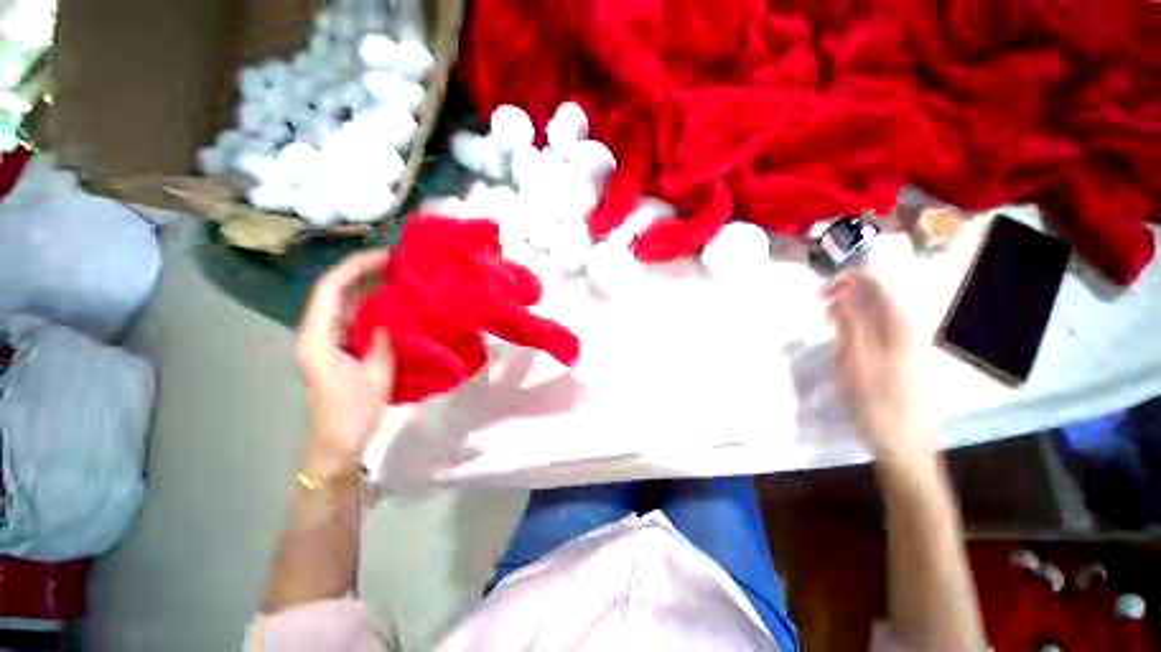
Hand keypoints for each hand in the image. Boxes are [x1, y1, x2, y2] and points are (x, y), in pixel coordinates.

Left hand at [295, 250, 394, 480]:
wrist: (337, 445)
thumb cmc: (352, 415)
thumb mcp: (376, 378)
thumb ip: (384, 343)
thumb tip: (395, 314)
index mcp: (317, 339)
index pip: (330, 289)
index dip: (355, 266)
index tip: (386, 256)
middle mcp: (316, 333)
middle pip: (334, 291)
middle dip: (363, 270)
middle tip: (399, 261)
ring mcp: (326, 340)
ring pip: (344, 302)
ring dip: (368, 286)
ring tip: (399, 275)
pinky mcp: (339, 348)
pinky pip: (354, 317)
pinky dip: (372, 305)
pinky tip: (393, 301)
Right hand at [827, 272, 932, 466]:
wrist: (903, 444)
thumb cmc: (877, 403)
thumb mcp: (856, 361)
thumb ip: (850, 323)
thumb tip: (843, 290)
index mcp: (897, 325)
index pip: (874, 282)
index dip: (845, 280)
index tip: (819, 295)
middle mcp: (903, 327)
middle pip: (873, 294)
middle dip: (843, 295)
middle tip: (819, 311)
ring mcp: (902, 342)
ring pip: (871, 312)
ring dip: (846, 311)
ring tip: (827, 324)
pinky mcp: (896, 355)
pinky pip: (872, 328)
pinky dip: (853, 327)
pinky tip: (842, 341)